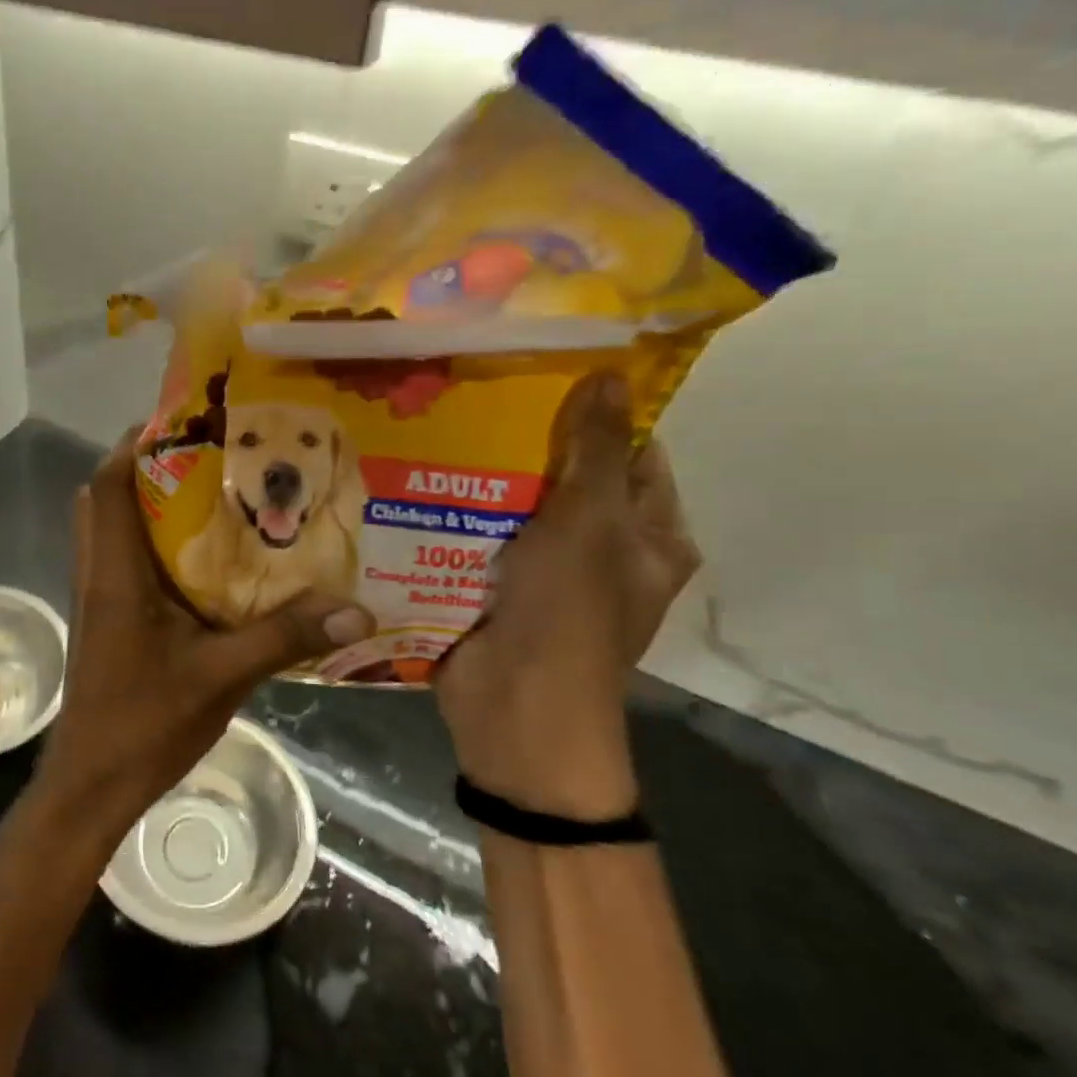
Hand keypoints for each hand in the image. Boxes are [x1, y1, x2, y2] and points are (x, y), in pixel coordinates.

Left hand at [32, 429, 373, 838]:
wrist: (91, 783)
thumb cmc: (144, 722)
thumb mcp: (222, 676)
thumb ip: (284, 638)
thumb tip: (356, 610)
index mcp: (116, 573)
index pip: (108, 487)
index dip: (134, 446)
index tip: (181, 423)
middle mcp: (98, 574)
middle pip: (104, 499)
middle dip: (144, 469)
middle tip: (203, 457)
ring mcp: (97, 599)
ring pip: (110, 530)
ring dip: (146, 505)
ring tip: (207, 496)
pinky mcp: (105, 621)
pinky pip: (121, 562)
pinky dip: (149, 544)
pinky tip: (201, 562)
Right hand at [433, 373, 700, 818]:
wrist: (513, 702)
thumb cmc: (570, 610)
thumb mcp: (591, 520)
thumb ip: (596, 450)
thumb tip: (613, 375)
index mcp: (649, 538)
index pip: (635, 458)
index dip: (603, 417)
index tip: (552, 374)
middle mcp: (603, 552)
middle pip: (572, 480)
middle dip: (534, 443)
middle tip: (485, 394)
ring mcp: (546, 572)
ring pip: (520, 507)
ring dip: (491, 477)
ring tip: (447, 424)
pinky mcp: (496, 586)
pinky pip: (482, 536)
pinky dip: (462, 511)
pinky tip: (427, 476)